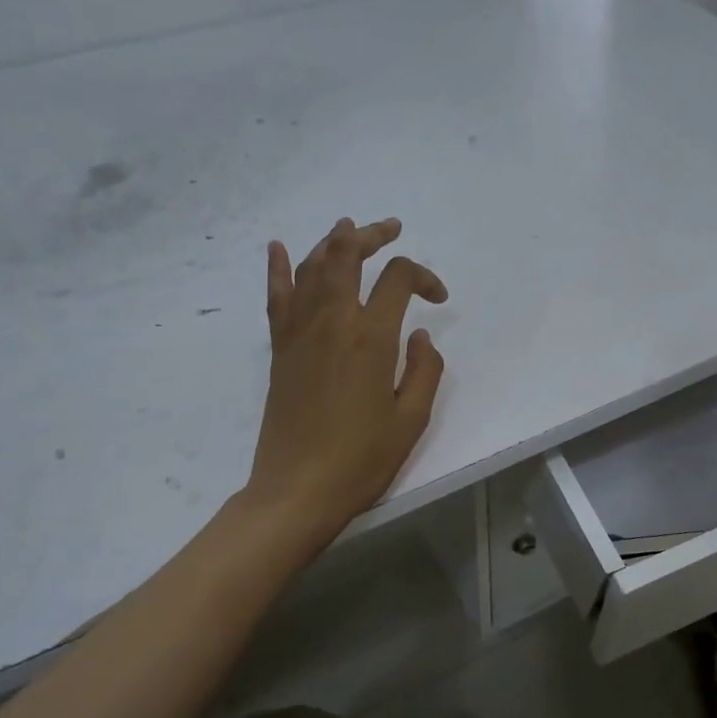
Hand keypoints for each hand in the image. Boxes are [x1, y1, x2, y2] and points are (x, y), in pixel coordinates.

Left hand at [246, 217, 448, 544]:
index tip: (438, 300)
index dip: (424, 277)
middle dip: (371, 235)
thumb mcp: (411, 419)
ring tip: (349, 228)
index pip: (398, 280)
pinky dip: (278, 268)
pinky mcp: (279, 349)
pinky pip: (277, 297)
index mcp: (371, 338)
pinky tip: (278, 247)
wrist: (297, 489)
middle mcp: (332, 323)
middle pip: (348, 256)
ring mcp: (299, 332)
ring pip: (312, 267)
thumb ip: (424, 370)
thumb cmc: (361, 459)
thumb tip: (421, 335)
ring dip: (332, 241)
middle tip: (391, 228)